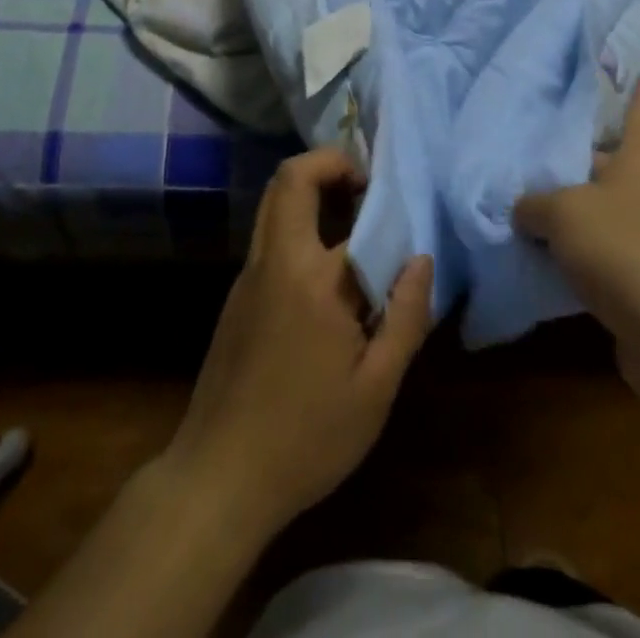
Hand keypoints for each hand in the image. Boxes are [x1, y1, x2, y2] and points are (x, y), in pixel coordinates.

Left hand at [161, 147, 433, 538]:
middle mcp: (273, 259)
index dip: (376, 196)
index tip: (399, 206)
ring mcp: (248, 274)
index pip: (346, 207)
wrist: (218, 476)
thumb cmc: (307, 437)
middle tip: (365, 191)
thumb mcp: (376, 389)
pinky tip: (325, 277)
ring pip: (274, 203)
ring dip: (311, 194)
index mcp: (312, 277)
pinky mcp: (236, 294)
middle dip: (329, 164)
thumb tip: (420, 258)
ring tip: (353, 227)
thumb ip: (406, 316)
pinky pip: (269, 236)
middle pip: (289, 177)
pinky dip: (298, 227)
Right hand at [514, 74, 639, 403]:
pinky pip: (607, 251)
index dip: (638, 87)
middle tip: (539, 138)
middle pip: (616, 159)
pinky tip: (546, 252)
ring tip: (530, 194)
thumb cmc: (626, 250)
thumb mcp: (564, 213)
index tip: (638, 67)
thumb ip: (534, 203)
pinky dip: (580, 250)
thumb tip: (522, 208)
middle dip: (582, 152)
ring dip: (576, 206)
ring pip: (608, 207)